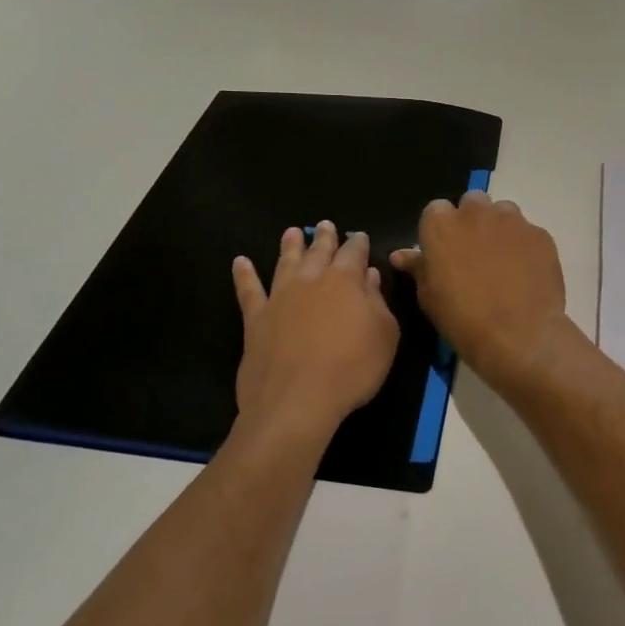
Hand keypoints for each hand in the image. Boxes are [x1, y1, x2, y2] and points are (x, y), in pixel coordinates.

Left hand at [233, 222, 399, 439]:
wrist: (297, 401)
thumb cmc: (351, 369)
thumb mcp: (384, 337)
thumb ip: (378, 302)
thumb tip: (370, 276)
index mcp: (345, 281)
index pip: (354, 253)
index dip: (358, 244)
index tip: (360, 237)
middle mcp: (310, 280)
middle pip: (318, 252)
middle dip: (324, 238)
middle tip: (325, 225)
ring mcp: (279, 297)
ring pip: (285, 262)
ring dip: (289, 246)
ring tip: (291, 232)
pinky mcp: (256, 318)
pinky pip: (248, 290)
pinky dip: (244, 274)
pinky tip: (240, 262)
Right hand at [390, 192, 568, 392]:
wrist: (518, 335)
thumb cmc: (462, 318)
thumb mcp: (429, 296)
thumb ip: (418, 267)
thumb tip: (400, 255)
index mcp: (441, 224)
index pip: (435, 211)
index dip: (440, 231)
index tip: (444, 253)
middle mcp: (476, 212)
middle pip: (471, 204)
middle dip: (471, 221)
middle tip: (473, 254)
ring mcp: (512, 221)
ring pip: (503, 212)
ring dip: (499, 228)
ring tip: (502, 261)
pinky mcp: (540, 234)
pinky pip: (528, 233)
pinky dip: (524, 246)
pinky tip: (525, 273)